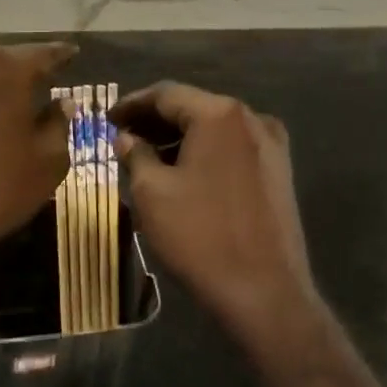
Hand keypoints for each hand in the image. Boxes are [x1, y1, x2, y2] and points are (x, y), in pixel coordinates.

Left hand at [0, 42, 75, 289]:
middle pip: (7, 63)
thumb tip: (62, 104)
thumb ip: (59, 124)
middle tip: (48, 86)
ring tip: (13, 109)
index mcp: (3, 67)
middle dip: (28, 74)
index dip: (63, 56)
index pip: (44, 53)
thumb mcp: (46, 162)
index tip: (75, 54)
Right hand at [111, 82, 317, 350]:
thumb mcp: (153, 193)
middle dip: (156, 121)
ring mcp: (271, 145)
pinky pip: (233, 149)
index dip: (132, 104)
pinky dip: (205, 153)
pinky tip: (183, 172)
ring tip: (146, 157)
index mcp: (219, 114)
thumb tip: (126, 137)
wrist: (265, 292)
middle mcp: (251, 118)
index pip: (166, 94)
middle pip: (194, 108)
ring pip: (215, 129)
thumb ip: (135, 155)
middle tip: (122, 136)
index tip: (107, 118)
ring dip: (180, 138)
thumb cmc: (200, 236)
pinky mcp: (279, 172)